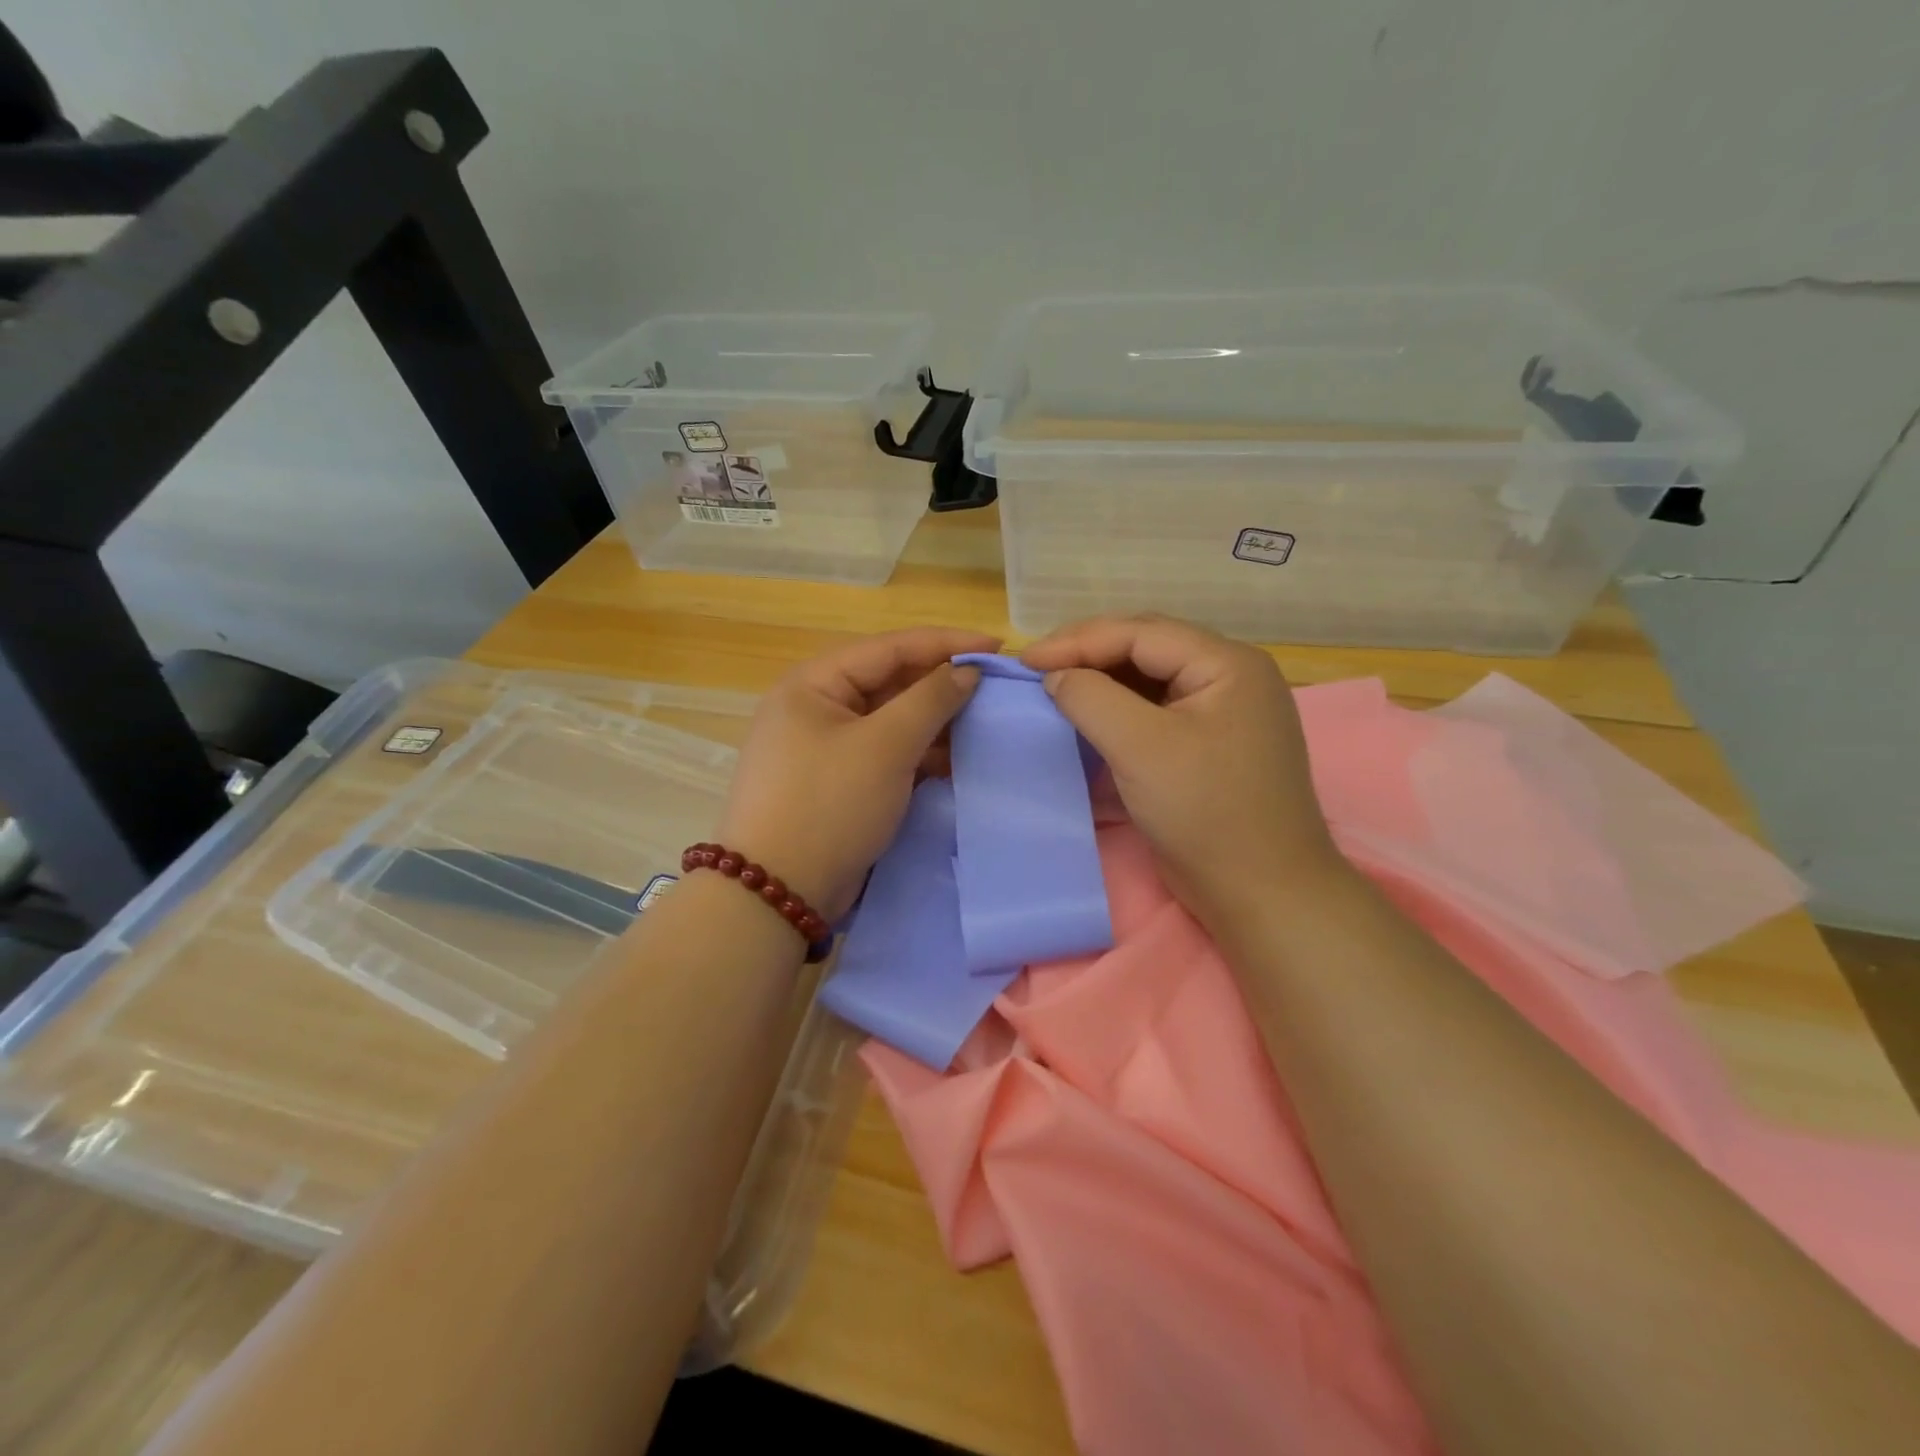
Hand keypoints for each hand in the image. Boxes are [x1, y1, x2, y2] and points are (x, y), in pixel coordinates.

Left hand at [717, 627, 998, 920]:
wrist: (778, 893)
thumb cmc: (829, 805)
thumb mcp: (885, 746)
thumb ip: (930, 700)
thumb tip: (966, 672)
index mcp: (814, 684)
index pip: (889, 648)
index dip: (945, 644)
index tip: (997, 647)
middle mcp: (816, 708)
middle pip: (889, 683)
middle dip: (941, 686)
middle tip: (994, 690)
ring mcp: (826, 748)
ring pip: (890, 722)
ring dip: (934, 724)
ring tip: (983, 726)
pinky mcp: (838, 784)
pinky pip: (885, 755)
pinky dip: (919, 755)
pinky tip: (955, 762)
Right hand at [1021, 615, 1345, 928]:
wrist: (1262, 893)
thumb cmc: (1206, 812)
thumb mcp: (1141, 747)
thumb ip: (1091, 698)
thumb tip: (1057, 677)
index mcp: (1228, 664)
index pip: (1141, 633)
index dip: (1078, 641)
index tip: (1026, 660)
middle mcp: (1231, 678)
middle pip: (1147, 649)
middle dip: (1089, 655)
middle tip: (1037, 669)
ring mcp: (1224, 713)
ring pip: (1150, 681)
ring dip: (1102, 682)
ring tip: (1056, 689)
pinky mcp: (1210, 746)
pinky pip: (1157, 712)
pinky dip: (1119, 712)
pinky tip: (1090, 718)